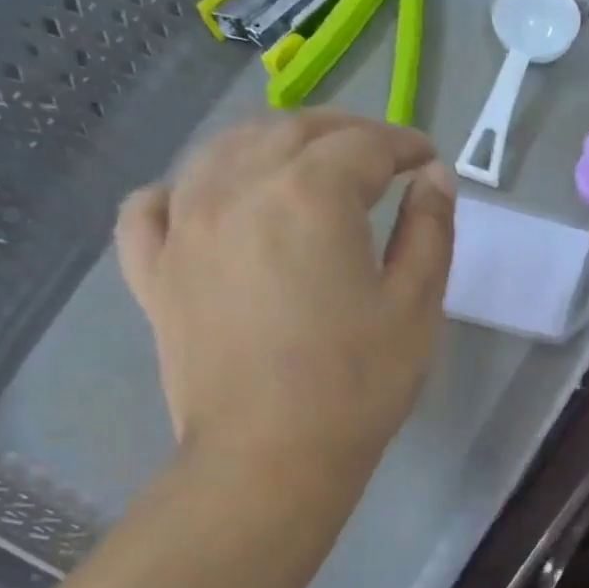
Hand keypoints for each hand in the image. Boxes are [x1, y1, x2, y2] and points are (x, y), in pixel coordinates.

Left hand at [116, 112, 454, 492]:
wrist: (272, 455)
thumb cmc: (359, 381)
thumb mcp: (417, 305)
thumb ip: (430, 231)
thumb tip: (435, 178)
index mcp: (310, 195)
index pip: (361, 146)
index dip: (402, 144)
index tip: (427, 158)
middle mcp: (236, 188)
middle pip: (290, 132)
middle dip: (342, 133)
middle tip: (378, 155)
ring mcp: (183, 226)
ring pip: (222, 151)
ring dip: (272, 144)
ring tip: (305, 166)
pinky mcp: (154, 269)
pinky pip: (156, 204)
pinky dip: (188, 187)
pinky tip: (209, 200)